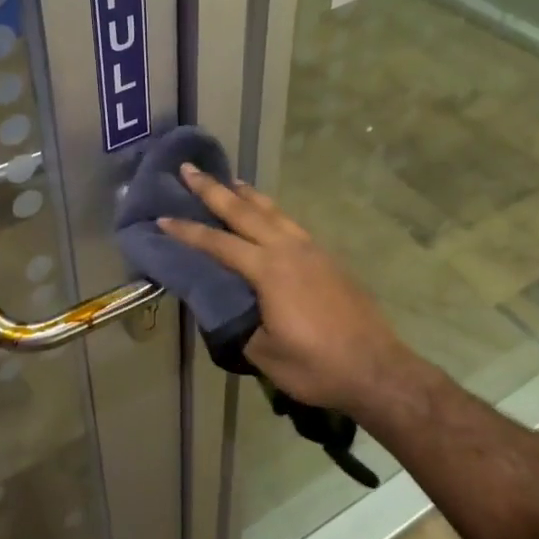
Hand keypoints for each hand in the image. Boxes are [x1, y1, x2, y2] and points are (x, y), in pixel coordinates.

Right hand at [158, 167, 420, 415]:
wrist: (376, 369)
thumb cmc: (315, 366)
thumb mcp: (263, 352)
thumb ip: (236, 322)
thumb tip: (218, 302)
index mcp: (268, 271)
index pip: (218, 243)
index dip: (187, 231)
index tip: (162, 217)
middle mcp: (288, 249)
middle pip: (244, 212)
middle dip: (213, 190)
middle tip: (188, 168)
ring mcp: (312, 250)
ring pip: (272, 211)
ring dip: (246, 194)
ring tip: (229, 180)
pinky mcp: (327, 258)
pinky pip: (290, 223)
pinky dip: (271, 210)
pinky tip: (268, 213)